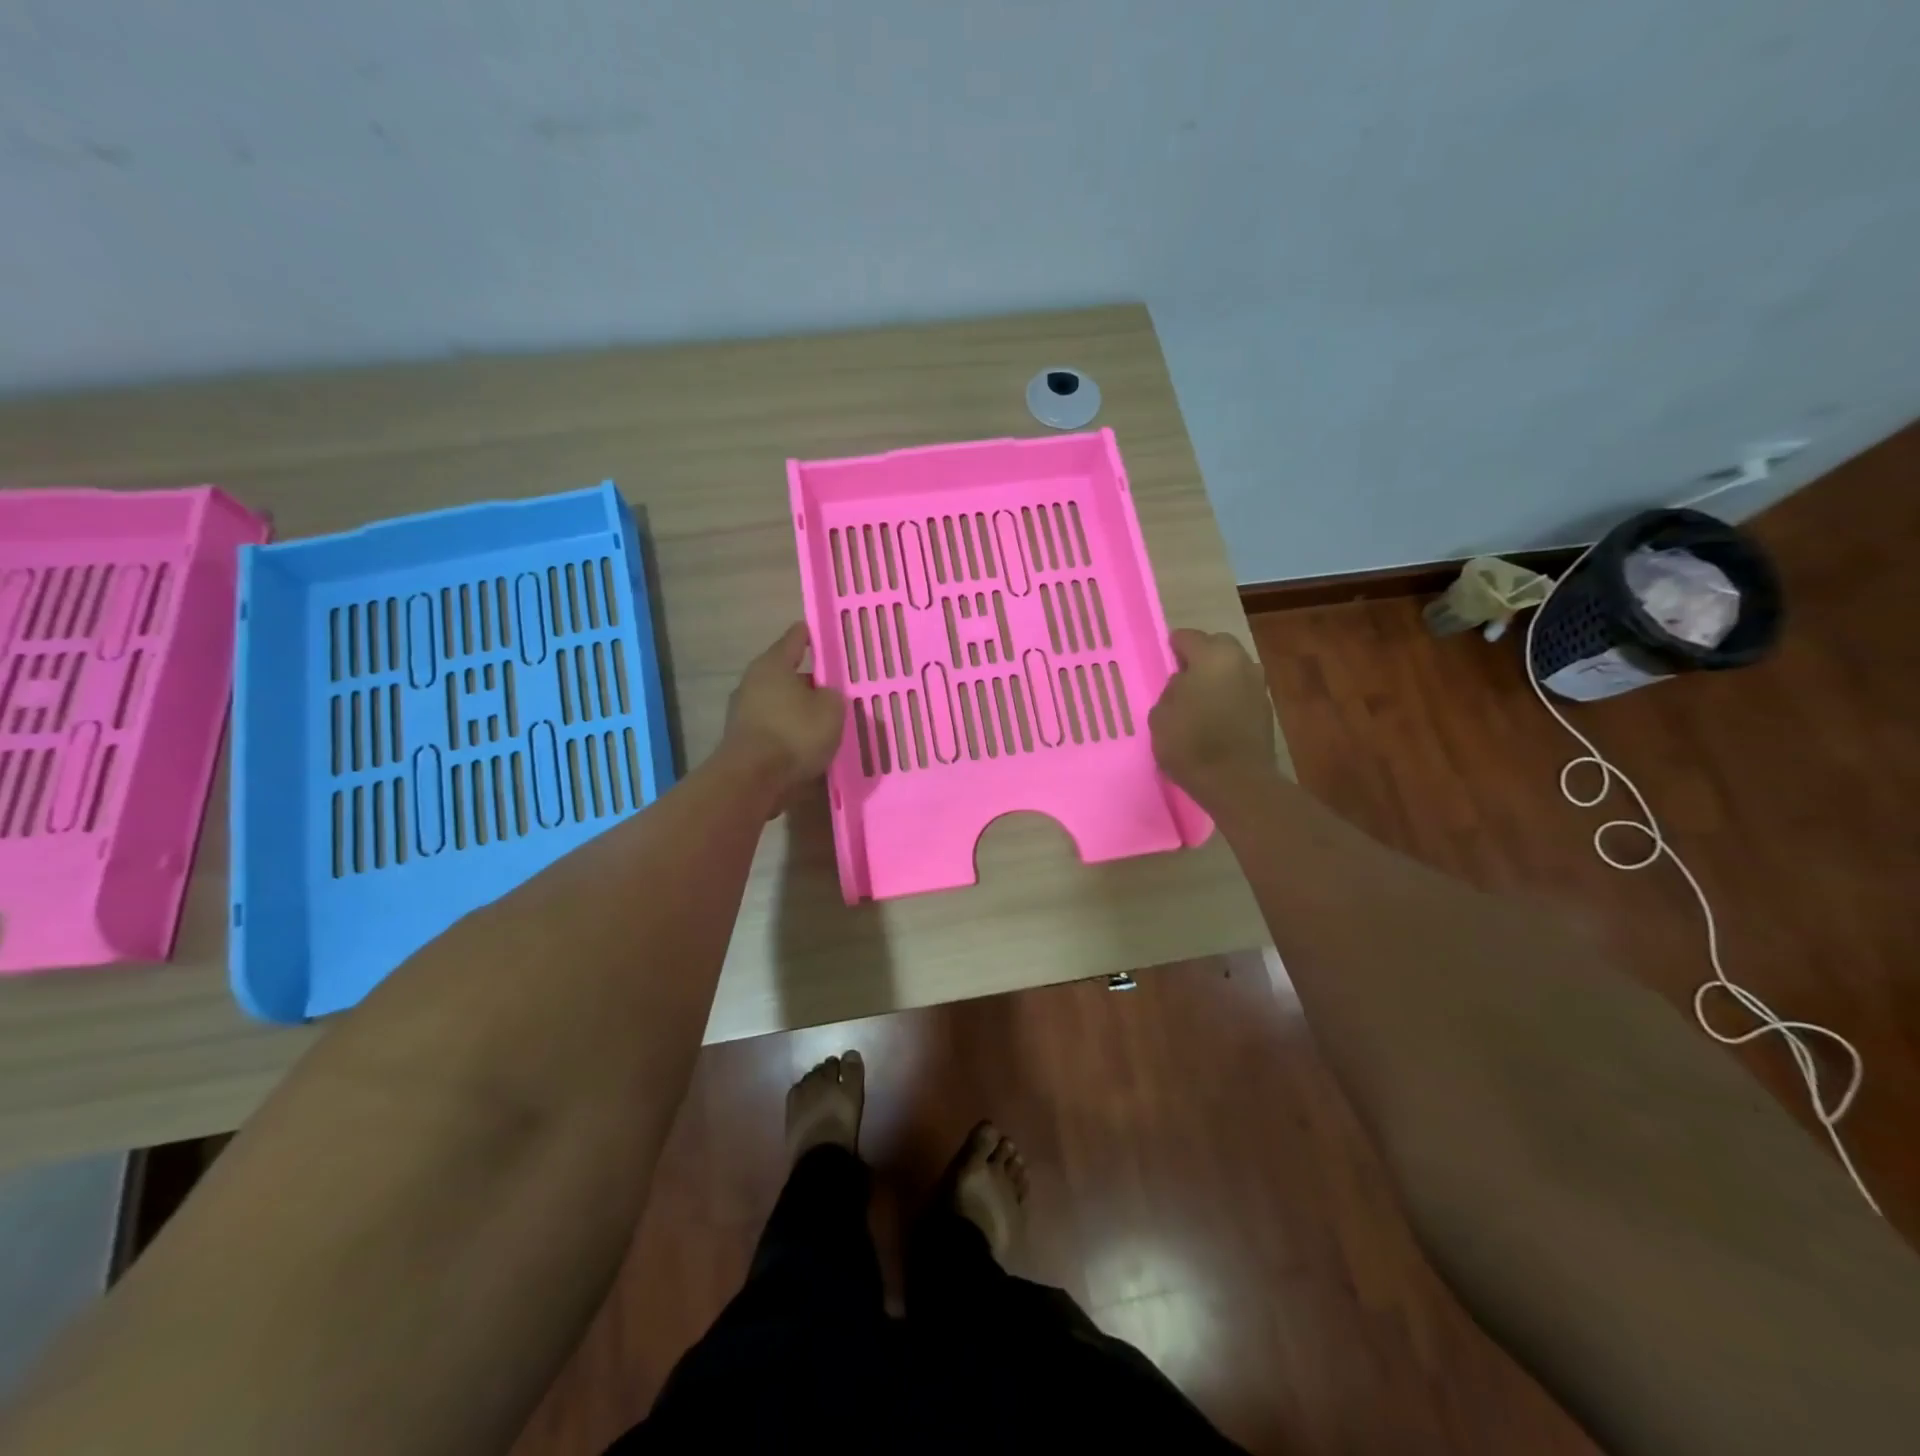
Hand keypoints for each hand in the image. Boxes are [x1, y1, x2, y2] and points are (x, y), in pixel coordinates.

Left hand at [721, 623, 845, 792]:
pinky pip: (774, 729)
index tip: (822, 632)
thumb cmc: (794, 733)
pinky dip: (789, 734)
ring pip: (780, 704)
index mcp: (773, 664)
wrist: (752, 779)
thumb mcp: (831, 710)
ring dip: (799, 711)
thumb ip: (833, 696)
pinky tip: (808, 746)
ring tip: (825, 722)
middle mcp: (753, 682)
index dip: (810, 635)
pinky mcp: (742, 741)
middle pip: (787, 675)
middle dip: (810, 682)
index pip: (795, 639)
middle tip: (835, 689)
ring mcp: (743, 713)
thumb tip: (825, 696)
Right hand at [1149, 629, 1277, 805]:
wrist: (1236, 780)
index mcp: (1212, 656)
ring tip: (1202, 697)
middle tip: (1185, 675)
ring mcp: (1258, 685)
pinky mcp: (1267, 709)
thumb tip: (1185, 684)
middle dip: (1202, 655)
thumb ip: (1172, 691)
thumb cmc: (1190, 742)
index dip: (1174, 646)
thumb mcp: (1160, 714)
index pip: (1188, 637)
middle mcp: (1241, 662)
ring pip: (1234, 668)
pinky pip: (1243, 691)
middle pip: (1218, 646)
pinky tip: (1217, 715)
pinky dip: (1231, 696)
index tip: (1166, 657)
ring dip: (1219, 676)